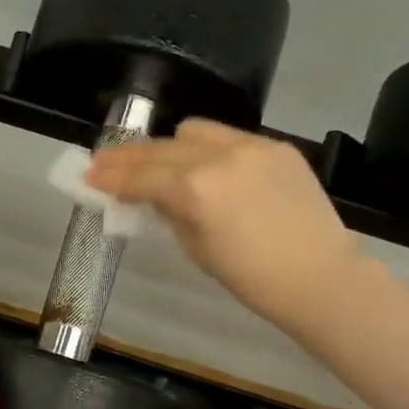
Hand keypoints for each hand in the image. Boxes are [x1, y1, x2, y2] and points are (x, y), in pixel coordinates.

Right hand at [86, 118, 361, 328]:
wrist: (319, 277)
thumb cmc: (251, 278)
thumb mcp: (195, 248)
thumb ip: (169, 212)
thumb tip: (151, 195)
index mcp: (195, 189)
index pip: (141, 176)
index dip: (111, 177)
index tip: (89, 175)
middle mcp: (219, 156)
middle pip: (161, 148)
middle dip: (130, 157)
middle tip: (107, 163)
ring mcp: (252, 146)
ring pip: (195, 131)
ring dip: (170, 146)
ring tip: (160, 163)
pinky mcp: (277, 146)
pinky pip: (230, 137)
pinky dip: (209, 150)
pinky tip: (207, 169)